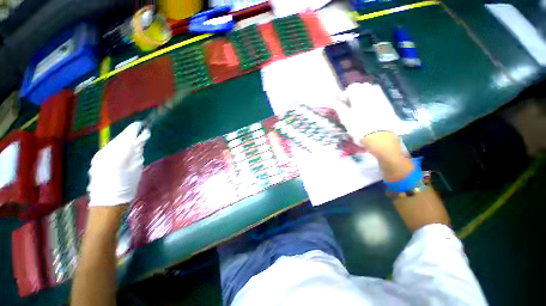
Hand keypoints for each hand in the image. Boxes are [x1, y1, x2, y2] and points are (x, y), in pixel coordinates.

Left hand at [87, 122, 150, 206]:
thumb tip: (141, 139)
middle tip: (139, 131)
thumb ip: (137, 151)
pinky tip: (121, 150)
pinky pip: (108, 148)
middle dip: (129, 133)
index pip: (128, 135)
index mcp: (119, 152)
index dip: (135, 129)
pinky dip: (117, 146)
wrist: (108, 200)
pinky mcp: (96, 160)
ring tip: (131, 140)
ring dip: (123, 139)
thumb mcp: (136, 167)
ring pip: (113, 142)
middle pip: (120, 137)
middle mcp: (106, 150)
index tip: (142, 124)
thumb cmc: (127, 185)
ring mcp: (99, 155)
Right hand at [338, 83, 412, 180]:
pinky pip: (380, 96)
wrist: (379, 137)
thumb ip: (339, 108)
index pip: (352, 87)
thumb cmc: (359, 128)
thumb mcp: (345, 118)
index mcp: (359, 96)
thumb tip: (332, 101)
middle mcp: (371, 94)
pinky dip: (373, 99)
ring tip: (361, 105)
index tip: (344, 103)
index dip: (346, 94)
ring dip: (365, 94)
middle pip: (363, 86)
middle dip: (356, 93)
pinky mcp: (387, 104)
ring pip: (372, 90)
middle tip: (352, 104)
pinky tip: (371, 108)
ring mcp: (381, 98)